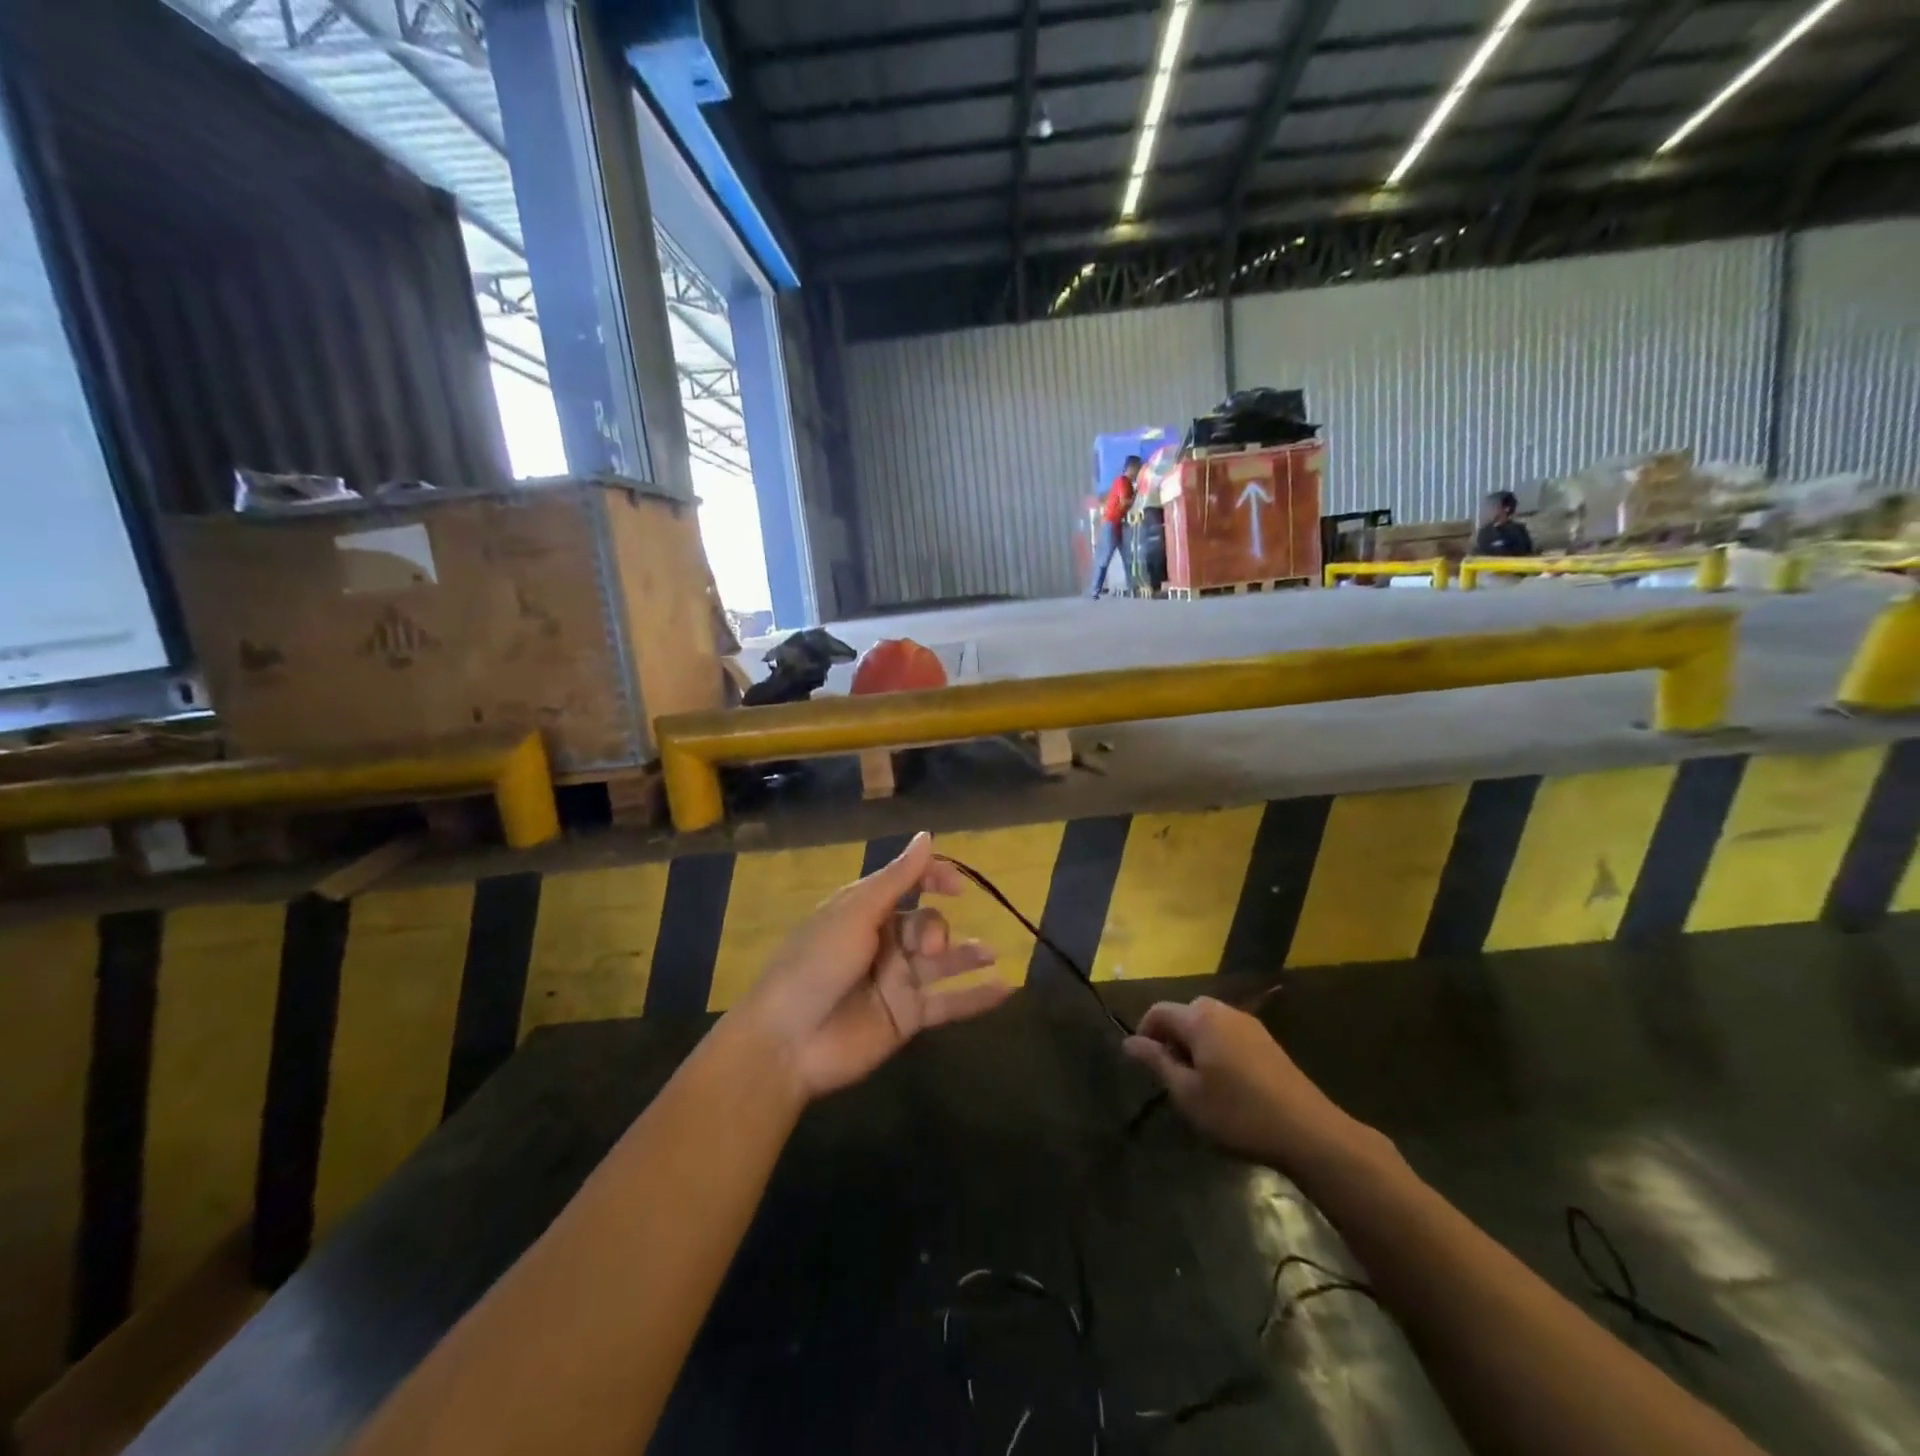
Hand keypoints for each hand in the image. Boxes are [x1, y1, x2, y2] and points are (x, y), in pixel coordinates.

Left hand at [736, 832, 1010, 1099]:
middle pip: (927, 923)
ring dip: (969, 955)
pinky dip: (977, 997)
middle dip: (937, 929)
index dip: (935, 878)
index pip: (909, 884)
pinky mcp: (907, 1017)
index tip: (958, 886)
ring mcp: (897, 981)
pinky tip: (1006, 988)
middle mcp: (884, 942)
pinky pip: (949, 1004)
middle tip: (930, 950)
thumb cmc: (816, 964)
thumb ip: (897, 878)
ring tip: (992, 953)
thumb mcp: (855, 913)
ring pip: (943, 962)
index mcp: (865, 911)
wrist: (788, 1041)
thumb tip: (927, 835)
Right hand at [1122, 996, 1361, 1172]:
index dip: (1145, 1034)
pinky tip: (1228, 1085)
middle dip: (1172, 1039)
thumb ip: (1157, 1062)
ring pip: (1208, 1024)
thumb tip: (1129, 1041)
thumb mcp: (1187, 1094)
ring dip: (1196, 1045)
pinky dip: (1218, 1050)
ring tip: (1199, 1084)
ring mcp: (1249, 1024)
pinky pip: (1229, 1034)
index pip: (1158, 1011)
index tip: (1146, 1066)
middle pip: (1185, 1014)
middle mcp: (1223, 1011)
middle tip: (1173, 1078)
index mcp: (1199, 1018)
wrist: (1308, 1131)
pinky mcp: (1267, 1041)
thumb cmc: (1238, 1113)